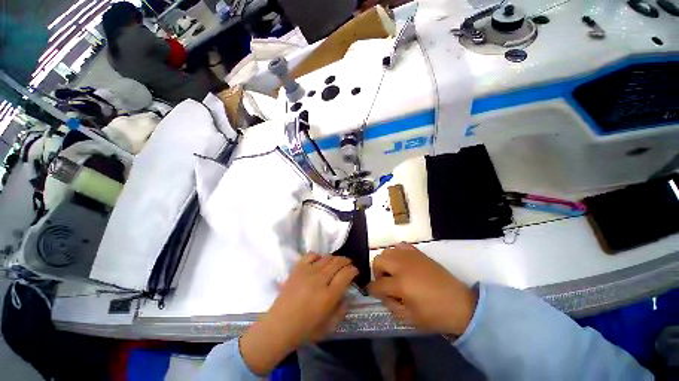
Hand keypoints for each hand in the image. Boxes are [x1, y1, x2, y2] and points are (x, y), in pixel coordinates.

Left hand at [240, 254, 357, 374]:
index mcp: (329, 295)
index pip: (346, 274)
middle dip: (346, 262)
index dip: (353, 270)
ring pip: (326, 258)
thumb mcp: (329, 326)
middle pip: (337, 263)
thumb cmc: (305, 329)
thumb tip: (346, 295)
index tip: (355, 271)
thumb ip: (342, 310)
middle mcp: (320, 280)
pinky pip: (310, 255)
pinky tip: (319, 261)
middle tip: (348, 265)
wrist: (279, 326)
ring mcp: (307, 272)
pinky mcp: (297, 268)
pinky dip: (318, 255)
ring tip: (336, 263)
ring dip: (334, 259)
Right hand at [368, 243, 476, 335]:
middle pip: (378, 260)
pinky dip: (397, 253)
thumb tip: (381, 293)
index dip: (372, 290)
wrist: (459, 304)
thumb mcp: (409, 318)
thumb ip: (390, 305)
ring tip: (394, 272)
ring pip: (387, 251)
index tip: (373, 292)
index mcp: (400, 284)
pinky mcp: (419, 253)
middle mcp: (402, 266)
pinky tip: (403, 263)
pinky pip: (401, 246)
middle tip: (386, 282)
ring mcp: (411, 257)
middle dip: (377, 272)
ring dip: (386, 262)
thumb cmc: (434, 315)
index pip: (377, 284)